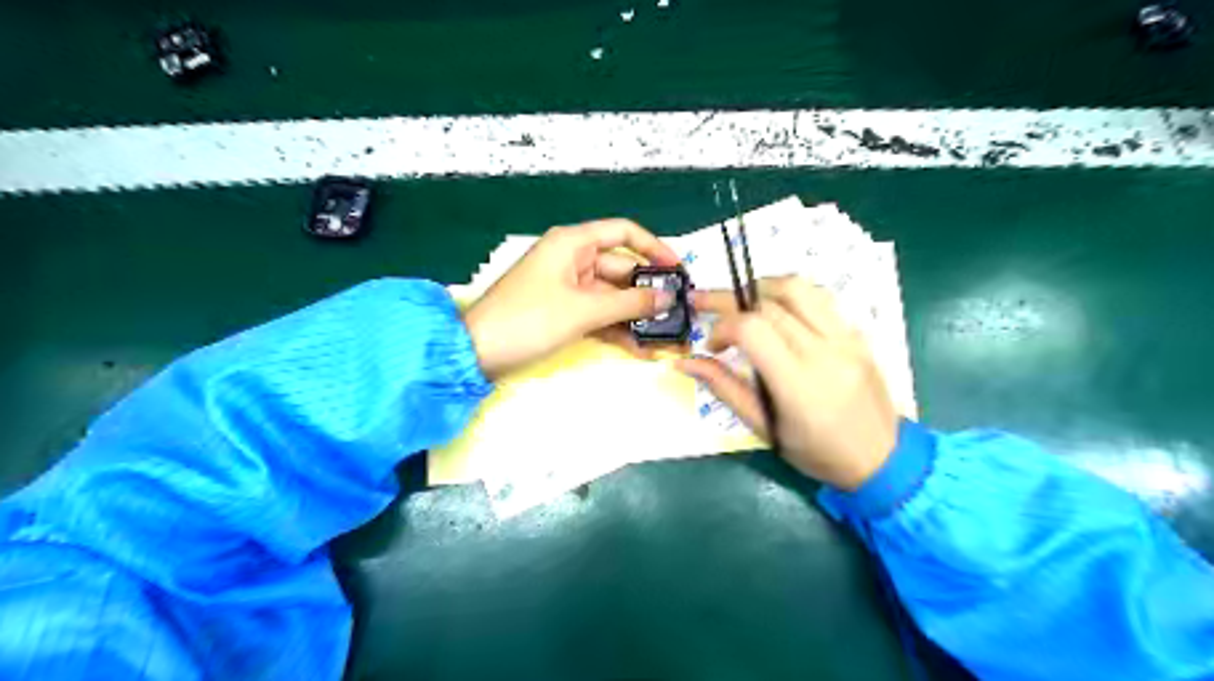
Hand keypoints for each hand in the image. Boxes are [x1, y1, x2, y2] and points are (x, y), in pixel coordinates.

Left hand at [467, 219, 682, 376]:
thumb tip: (667, 298)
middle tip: (677, 314)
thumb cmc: (530, 320)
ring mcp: (567, 287)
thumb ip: (629, 303)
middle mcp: (572, 259)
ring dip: (634, 316)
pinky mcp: (563, 311)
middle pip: (621, 268)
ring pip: (611, 296)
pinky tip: (639, 347)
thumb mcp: (584, 310)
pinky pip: (598, 314)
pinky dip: (615, 328)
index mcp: (573, 243)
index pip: (623, 232)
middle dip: (647, 292)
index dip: (653, 247)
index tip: (677, 269)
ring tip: (663, 337)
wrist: (477, 353)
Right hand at [680, 274, 893, 488]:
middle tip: (708, 307)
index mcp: (797, 383)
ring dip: (761, 288)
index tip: (712, 345)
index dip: (723, 326)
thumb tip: (685, 362)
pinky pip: (820, 298)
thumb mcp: (764, 427)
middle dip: (730, 300)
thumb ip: (724, 388)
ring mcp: (845, 338)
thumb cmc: (815, 452)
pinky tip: (778, 310)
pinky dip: (790, 295)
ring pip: (798, 288)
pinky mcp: (857, 333)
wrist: (881, 458)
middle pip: (769, 304)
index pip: (752, 329)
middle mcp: (824, 352)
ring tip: (742, 301)